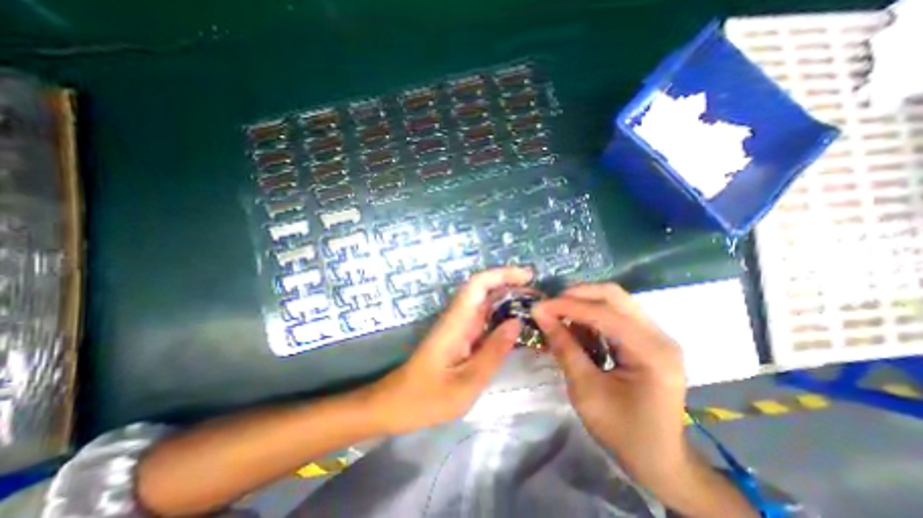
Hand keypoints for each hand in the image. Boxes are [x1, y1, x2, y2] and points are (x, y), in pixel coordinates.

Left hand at [365, 268, 530, 432]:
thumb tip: (517, 322)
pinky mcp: (461, 337)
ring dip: (509, 301)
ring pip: (486, 304)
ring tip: (535, 309)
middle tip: (539, 297)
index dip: (502, 274)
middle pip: (485, 290)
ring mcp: (459, 326)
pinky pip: (484, 320)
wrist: (397, 404)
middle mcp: (458, 318)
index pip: (478, 284)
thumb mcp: (466, 382)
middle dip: (511, 286)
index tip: (527, 275)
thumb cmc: (427, 397)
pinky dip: (502, 318)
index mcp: (456, 322)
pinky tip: (518, 327)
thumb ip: (493, 351)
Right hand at [530, 283, 688, 488]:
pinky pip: (616, 314)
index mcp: (651, 352)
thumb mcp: (586, 390)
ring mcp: (656, 335)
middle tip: (551, 307)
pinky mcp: (648, 339)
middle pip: (614, 295)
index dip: (567, 306)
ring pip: (614, 301)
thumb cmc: (623, 432)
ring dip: (584, 304)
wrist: (660, 460)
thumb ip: (564, 347)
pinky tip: (578, 330)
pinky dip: (592, 316)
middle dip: (577, 296)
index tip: (538, 307)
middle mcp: (659, 335)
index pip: (604, 313)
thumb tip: (540, 315)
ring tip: (560, 318)